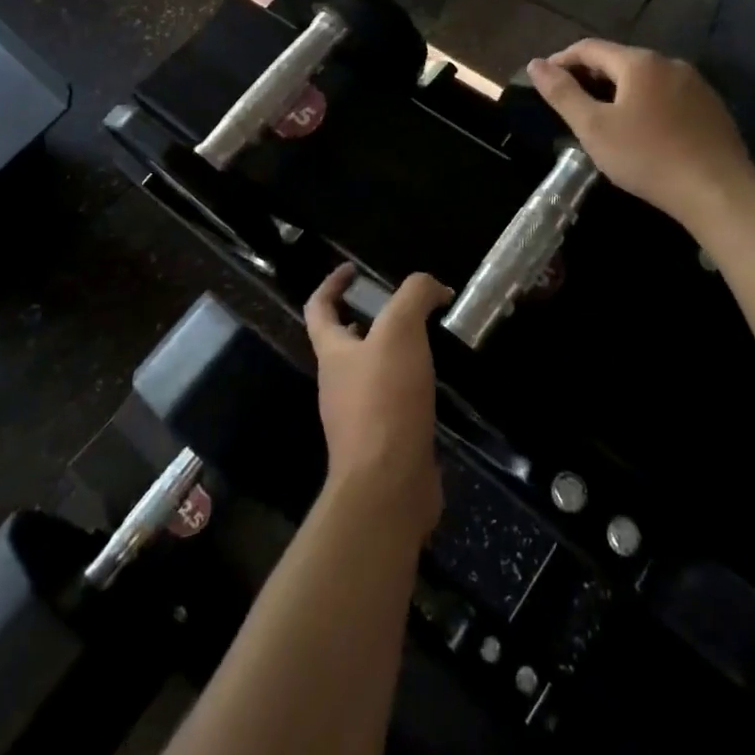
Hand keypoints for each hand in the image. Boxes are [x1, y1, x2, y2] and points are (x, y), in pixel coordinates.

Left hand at [306, 265, 446, 539]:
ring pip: (372, 372)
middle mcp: (339, 383)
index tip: (353, 269)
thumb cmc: (385, 400)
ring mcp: (359, 416)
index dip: (331, 283)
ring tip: (428, 339)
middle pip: (345, 342)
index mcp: (333, 353)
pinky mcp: (384, 441)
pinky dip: (410, 385)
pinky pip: (393, 402)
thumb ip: (414, 297)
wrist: (388, 486)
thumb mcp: (400, 332)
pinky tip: (435, 383)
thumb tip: (434, 287)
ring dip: (393, 352)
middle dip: (369, 318)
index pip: (318, 308)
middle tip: (405, 307)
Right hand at [526, 40, 754, 228]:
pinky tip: (642, 131)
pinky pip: (667, 95)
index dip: (562, 59)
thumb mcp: (593, 128)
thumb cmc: (647, 157)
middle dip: (590, 76)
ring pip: (645, 79)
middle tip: (570, 103)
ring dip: (619, 91)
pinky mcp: (711, 107)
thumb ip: (562, 93)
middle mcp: (669, 63)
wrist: (717, 190)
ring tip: (603, 118)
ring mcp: (695, 84)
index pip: (590, 47)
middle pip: (619, 60)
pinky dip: (645, 104)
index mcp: (639, 63)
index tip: (544, 78)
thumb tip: (535, 64)